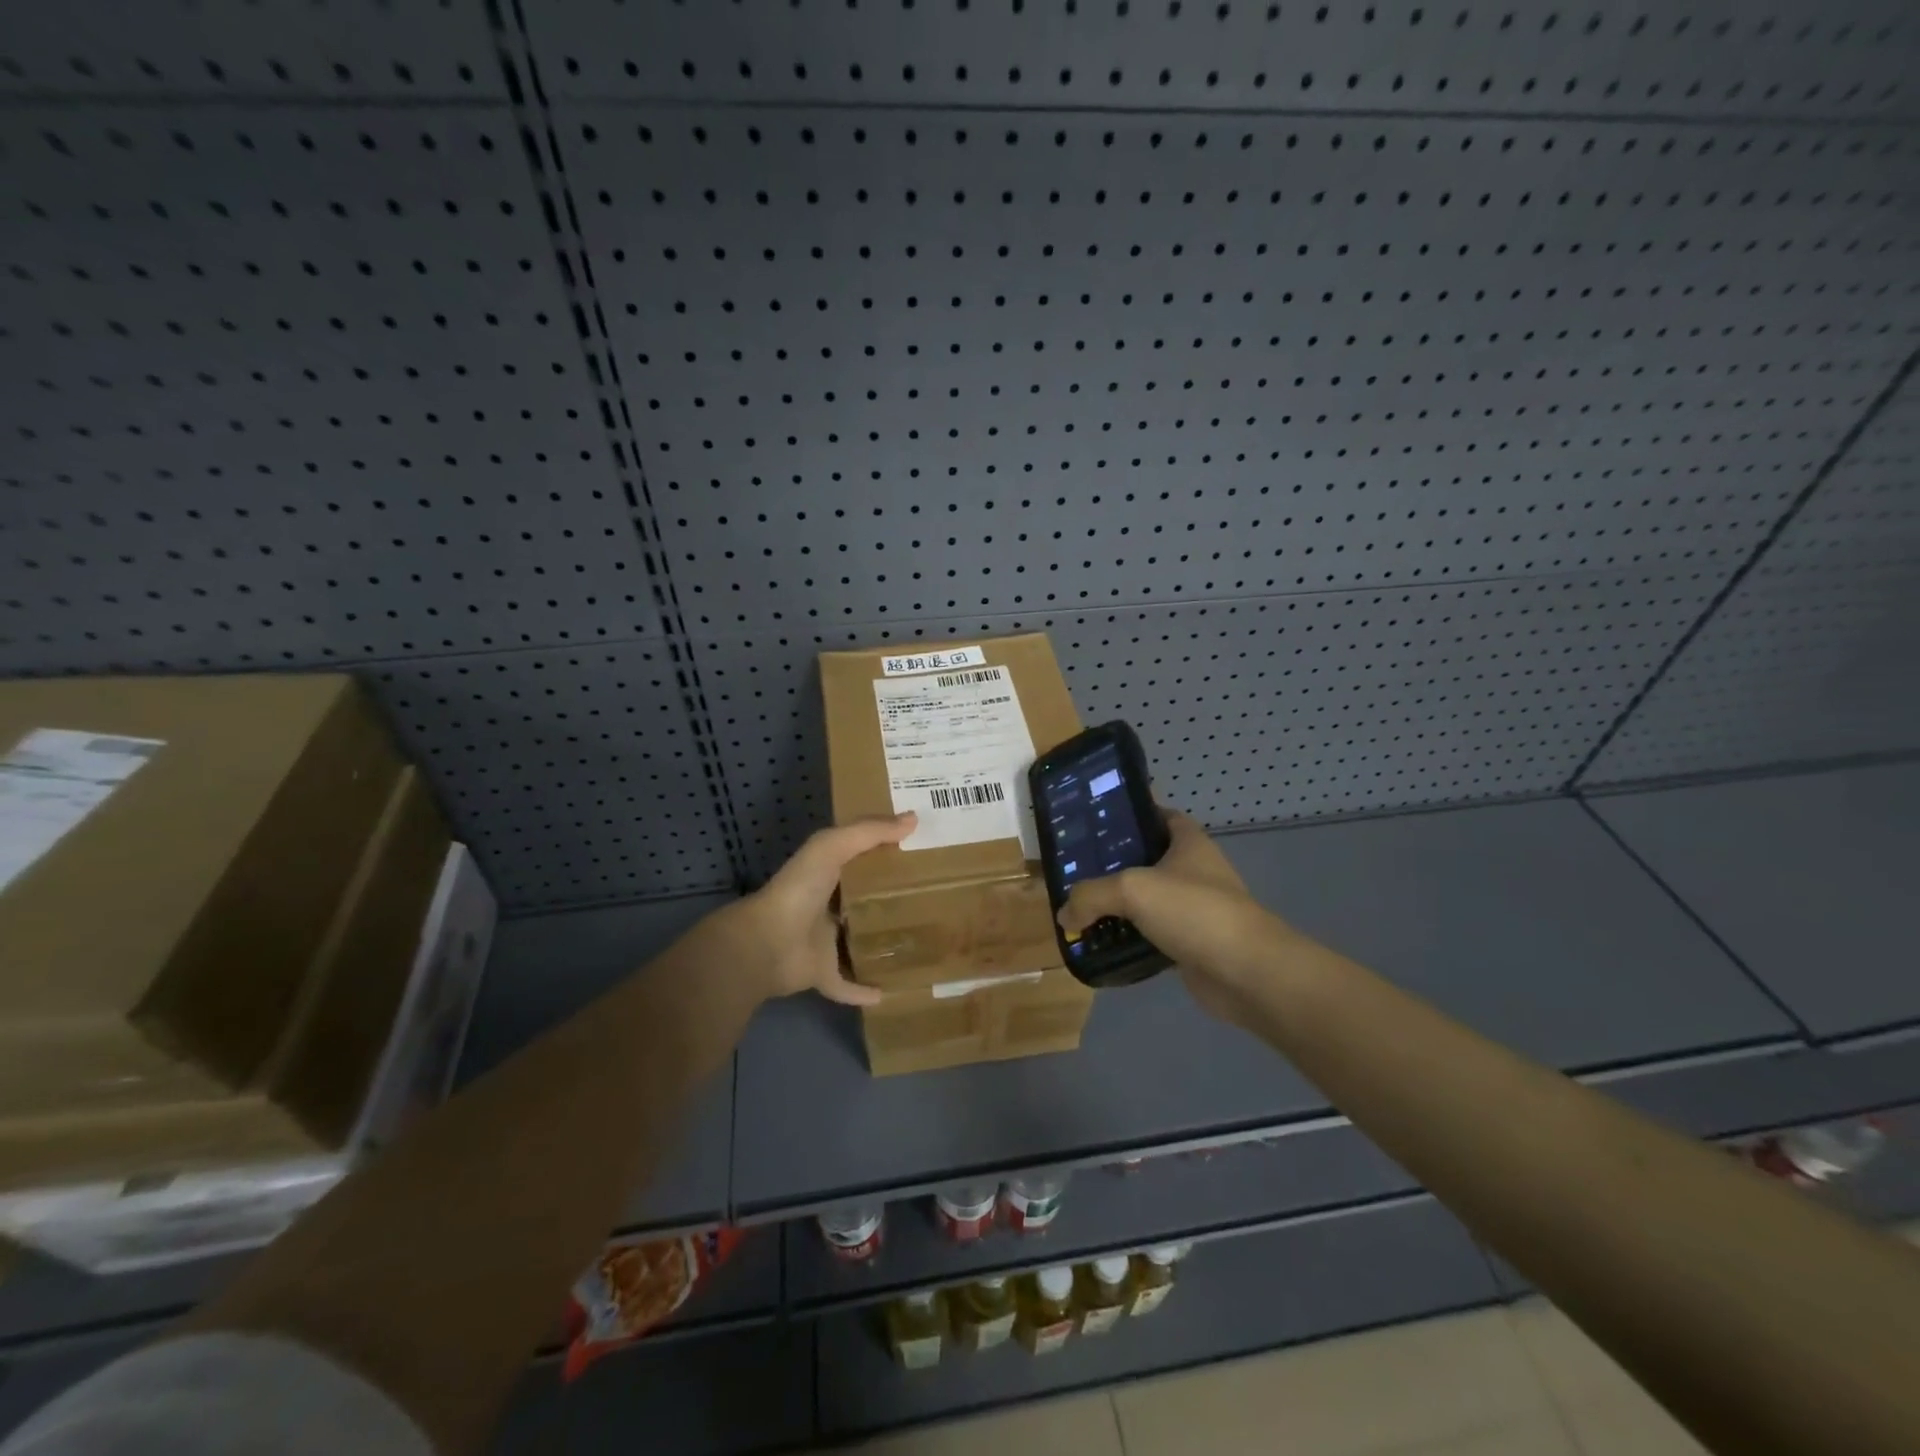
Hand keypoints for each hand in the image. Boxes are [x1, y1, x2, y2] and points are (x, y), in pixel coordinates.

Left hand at [721, 813, 916, 1007]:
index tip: (921, 853)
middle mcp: (826, 907)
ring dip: (881, 946)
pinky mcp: (823, 974)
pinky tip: (890, 993)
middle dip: (891, 901)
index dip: (886, 853)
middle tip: (932, 901)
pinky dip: (864, 990)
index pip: (860, 860)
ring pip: (858, 944)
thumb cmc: (799, 890)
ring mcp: (823, 943)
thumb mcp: (832, 847)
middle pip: (864, 903)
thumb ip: (869, 832)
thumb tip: (913, 819)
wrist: (767, 943)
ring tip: (919, 945)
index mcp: (827, 875)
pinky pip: (847, 984)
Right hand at [1056, 809, 1302, 1023]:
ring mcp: (1194, 909)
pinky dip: (1129, 939)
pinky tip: (1101, 944)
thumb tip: (1065, 914)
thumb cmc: (1195, 911)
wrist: (1247, 973)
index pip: (1159, 815)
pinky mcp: (1191, 945)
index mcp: (1188, 842)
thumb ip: (1091, 895)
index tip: (1095, 822)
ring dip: (1119, 906)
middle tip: (1075, 868)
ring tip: (1079, 907)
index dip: (1131, 815)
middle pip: (1148, 858)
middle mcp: (1193, 871)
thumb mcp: (1133, 889)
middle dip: (1114, 863)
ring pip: (1148, 900)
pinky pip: (1151, 936)